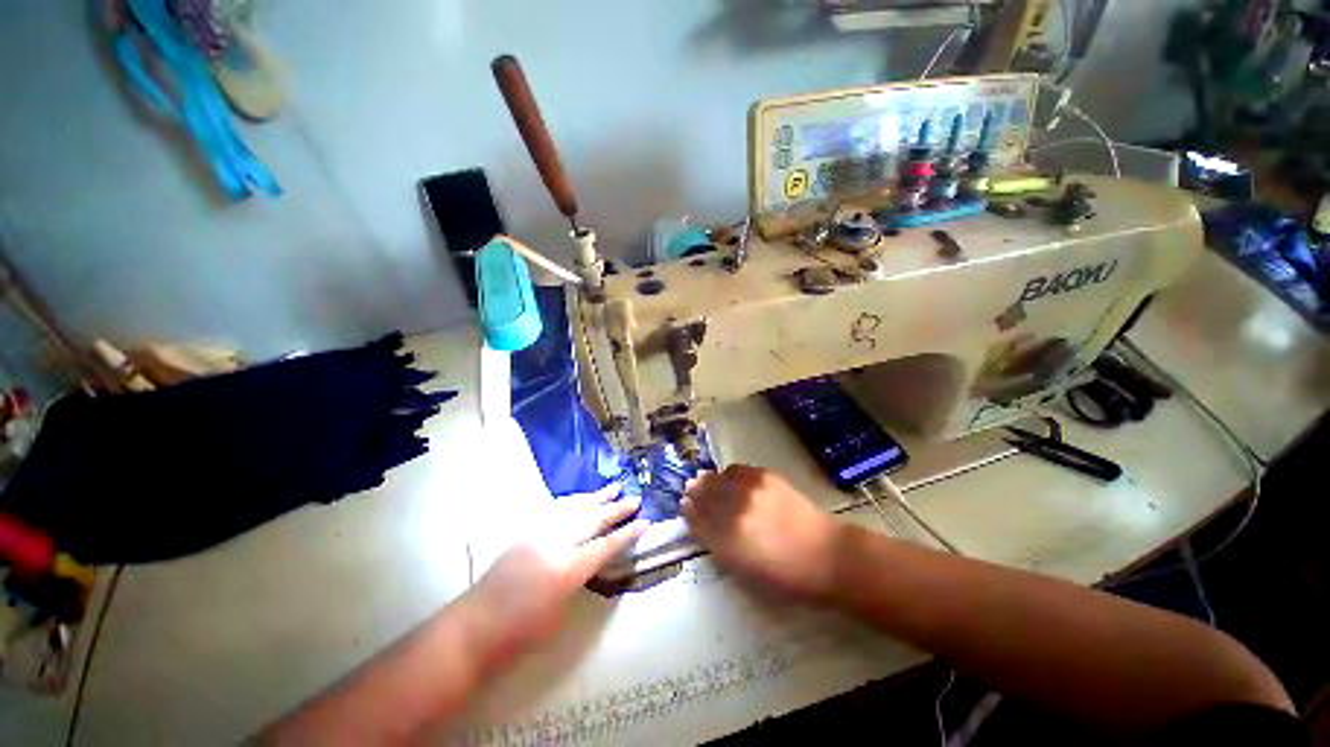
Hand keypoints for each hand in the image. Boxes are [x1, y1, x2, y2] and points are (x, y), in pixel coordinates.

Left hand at [466, 485, 646, 657]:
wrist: (475, 626)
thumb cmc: (521, 633)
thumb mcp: (562, 611)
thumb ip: (579, 579)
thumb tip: (589, 560)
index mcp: (568, 569)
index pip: (606, 545)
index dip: (628, 533)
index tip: (645, 521)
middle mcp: (556, 544)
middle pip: (594, 520)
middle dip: (617, 509)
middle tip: (635, 498)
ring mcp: (540, 533)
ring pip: (575, 507)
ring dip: (597, 497)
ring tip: (614, 487)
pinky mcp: (527, 531)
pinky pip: (556, 509)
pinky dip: (574, 501)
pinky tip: (582, 498)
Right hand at [682, 465, 841, 600]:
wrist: (825, 555)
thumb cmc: (784, 576)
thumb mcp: (743, 572)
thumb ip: (718, 547)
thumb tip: (703, 523)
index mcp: (725, 541)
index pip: (695, 517)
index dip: (688, 510)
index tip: (685, 505)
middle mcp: (733, 511)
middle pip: (702, 492)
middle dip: (695, 490)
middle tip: (693, 489)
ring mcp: (749, 490)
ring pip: (716, 477)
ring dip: (709, 480)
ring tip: (710, 482)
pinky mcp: (765, 476)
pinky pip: (736, 469)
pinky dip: (730, 474)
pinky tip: (732, 479)